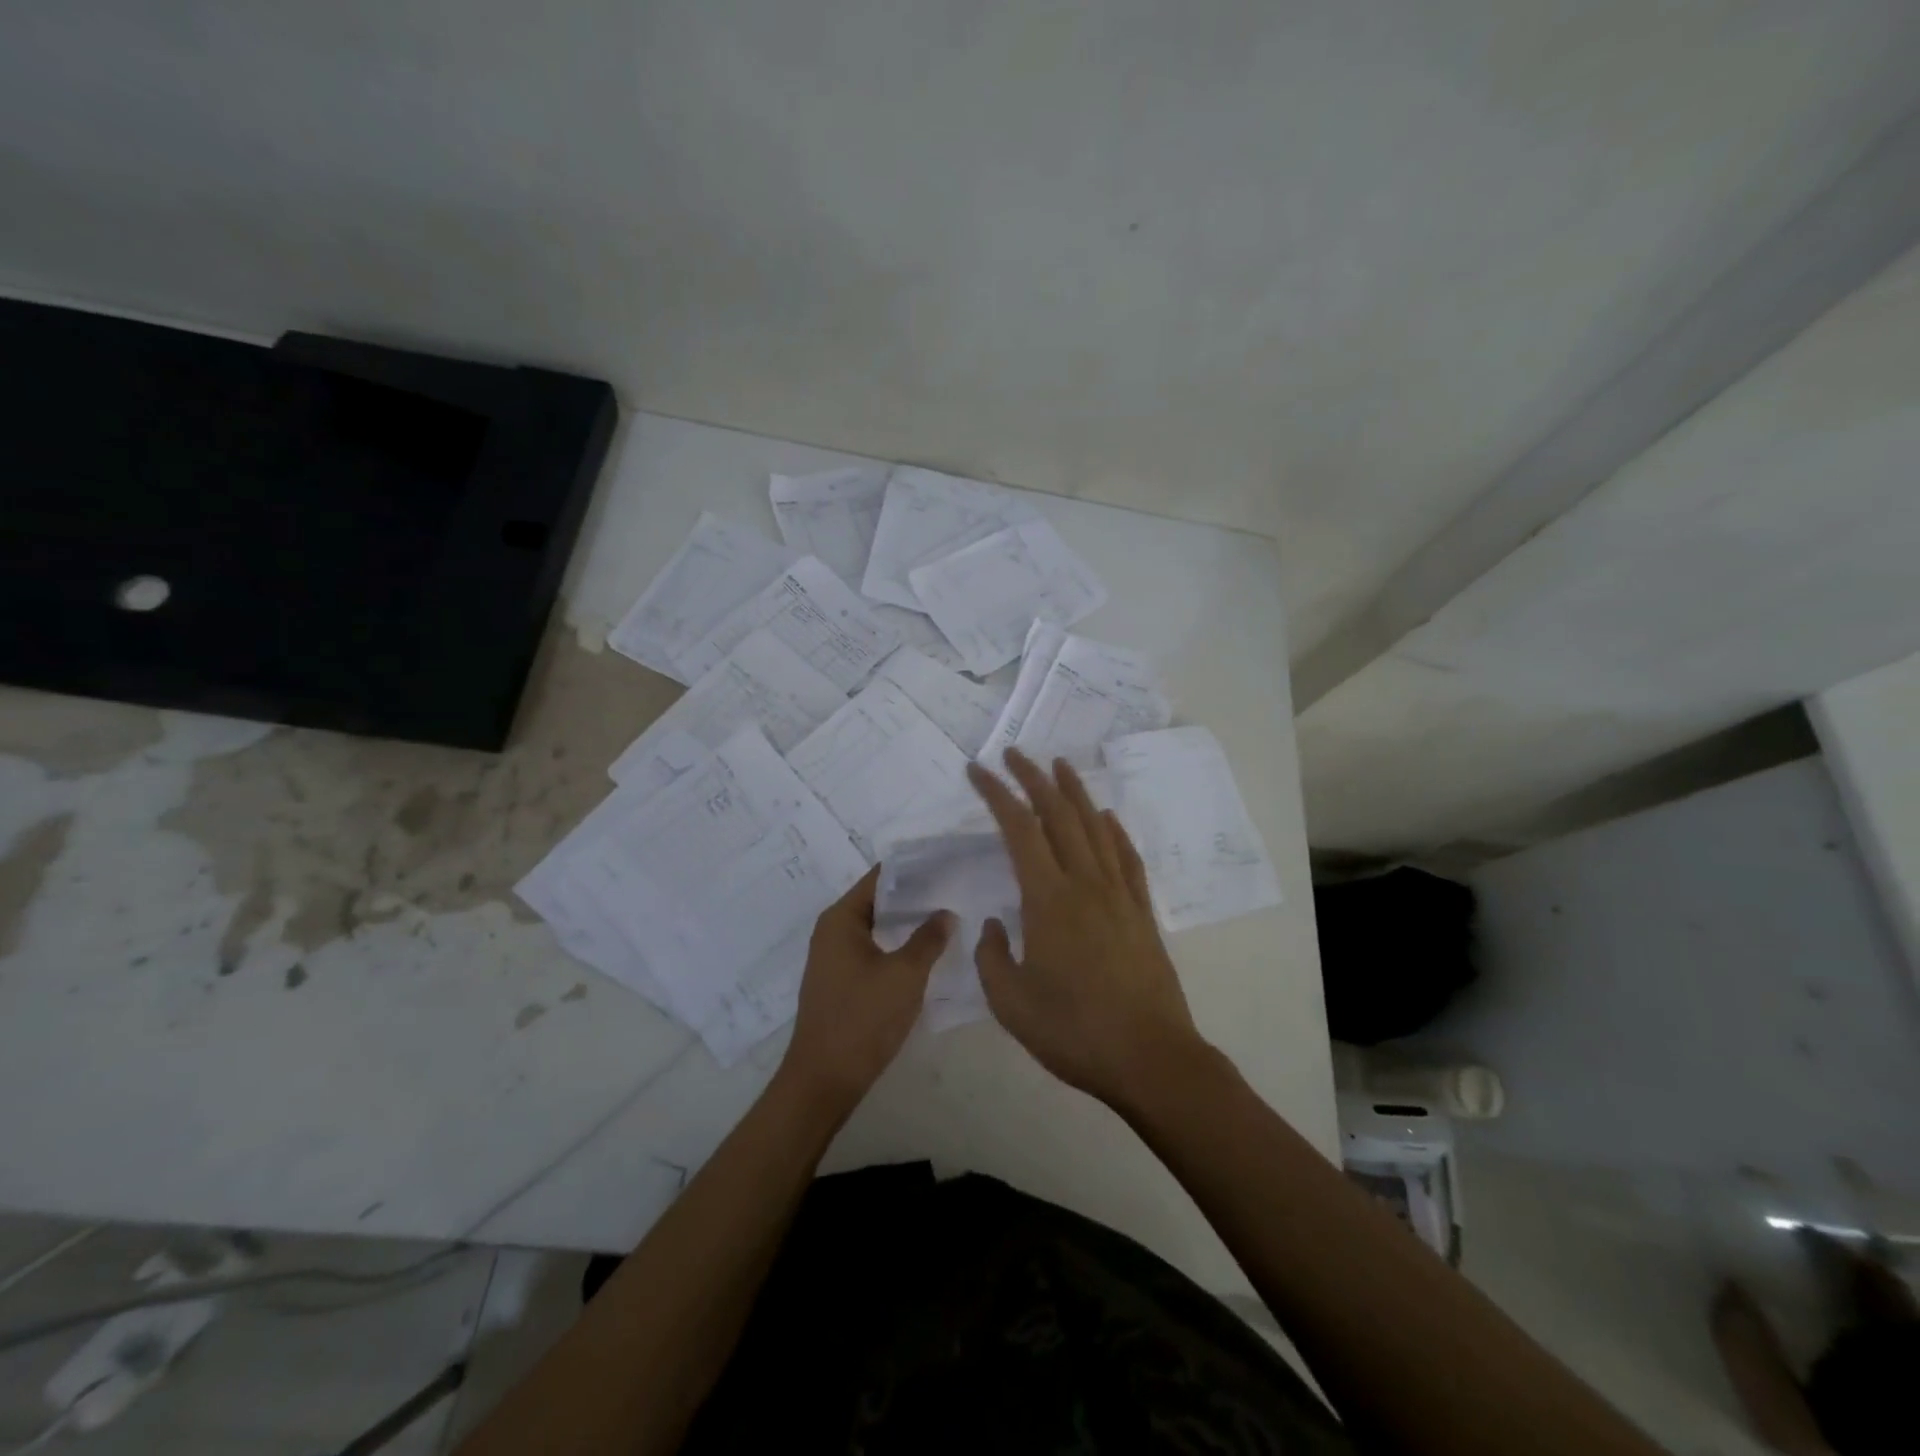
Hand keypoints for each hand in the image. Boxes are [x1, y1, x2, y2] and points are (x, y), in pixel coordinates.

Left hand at [778, 867, 952, 1116]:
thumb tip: (945, 912)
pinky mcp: (841, 981)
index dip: (913, 870)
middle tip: (954, 890)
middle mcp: (832, 931)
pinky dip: (897, 946)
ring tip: (948, 918)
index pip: (880, 877)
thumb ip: (928, 938)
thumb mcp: (905, 975)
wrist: (824, 1080)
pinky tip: (926, 952)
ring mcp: (834, 958)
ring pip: (877, 927)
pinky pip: (872, 950)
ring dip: (907, 924)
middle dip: (914, 896)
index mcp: (841, 919)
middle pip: (878, 900)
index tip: (946, 864)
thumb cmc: (863, 1019)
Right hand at [967, 750, 1203, 1108]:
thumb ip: (992, 957)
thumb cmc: (1074, 1032)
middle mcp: (1085, 884)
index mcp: (1048, 900)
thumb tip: (996, 924)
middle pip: (1059, 815)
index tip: (979, 771)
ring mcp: (1119, 895)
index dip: (998, 794)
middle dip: (1034, 779)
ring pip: (1095, 827)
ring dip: (1075, 792)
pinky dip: (1114, 831)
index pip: (1019, 830)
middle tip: (1015, 754)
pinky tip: (1107, 819)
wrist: (1150, 1057)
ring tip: (1061, 765)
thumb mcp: (1011, 1003)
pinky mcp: (1141, 912)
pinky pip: (1126, 857)